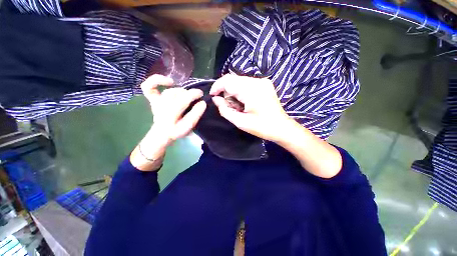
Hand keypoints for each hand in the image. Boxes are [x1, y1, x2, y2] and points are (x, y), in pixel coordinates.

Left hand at [141, 74, 206, 144]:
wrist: (162, 133)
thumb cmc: (177, 130)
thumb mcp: (188, 126)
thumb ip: (196, 114)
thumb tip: (202, 103)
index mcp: (170, 117)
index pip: (183, 101)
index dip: (193, 95)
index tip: (202, 96)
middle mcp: (162, 109)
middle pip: (177, 95)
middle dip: (190, 94)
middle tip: (198, 95)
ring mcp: (156, 103)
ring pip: (169, 92)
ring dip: (181, 91)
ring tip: (188, 94)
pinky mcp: (152, 99)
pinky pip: (148, 87)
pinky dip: (157, 80)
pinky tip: (169, 82)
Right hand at [210, 74, 291, 141]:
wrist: (282, 127)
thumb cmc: (262, 127)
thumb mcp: (240, 122)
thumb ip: (225, 109)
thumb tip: (216, 99)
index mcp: (251, 90)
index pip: (228, 81)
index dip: (217, 87)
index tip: (212, 96)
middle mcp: (257, 81)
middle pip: (233, 79)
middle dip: (226, 91)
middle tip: (228, 105)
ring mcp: (262, 81)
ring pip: (239, 81)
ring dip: (234, 92)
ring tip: (238, 106)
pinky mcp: (265, 84)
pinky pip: (246, 83)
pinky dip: (241, 91)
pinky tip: (244, 102)